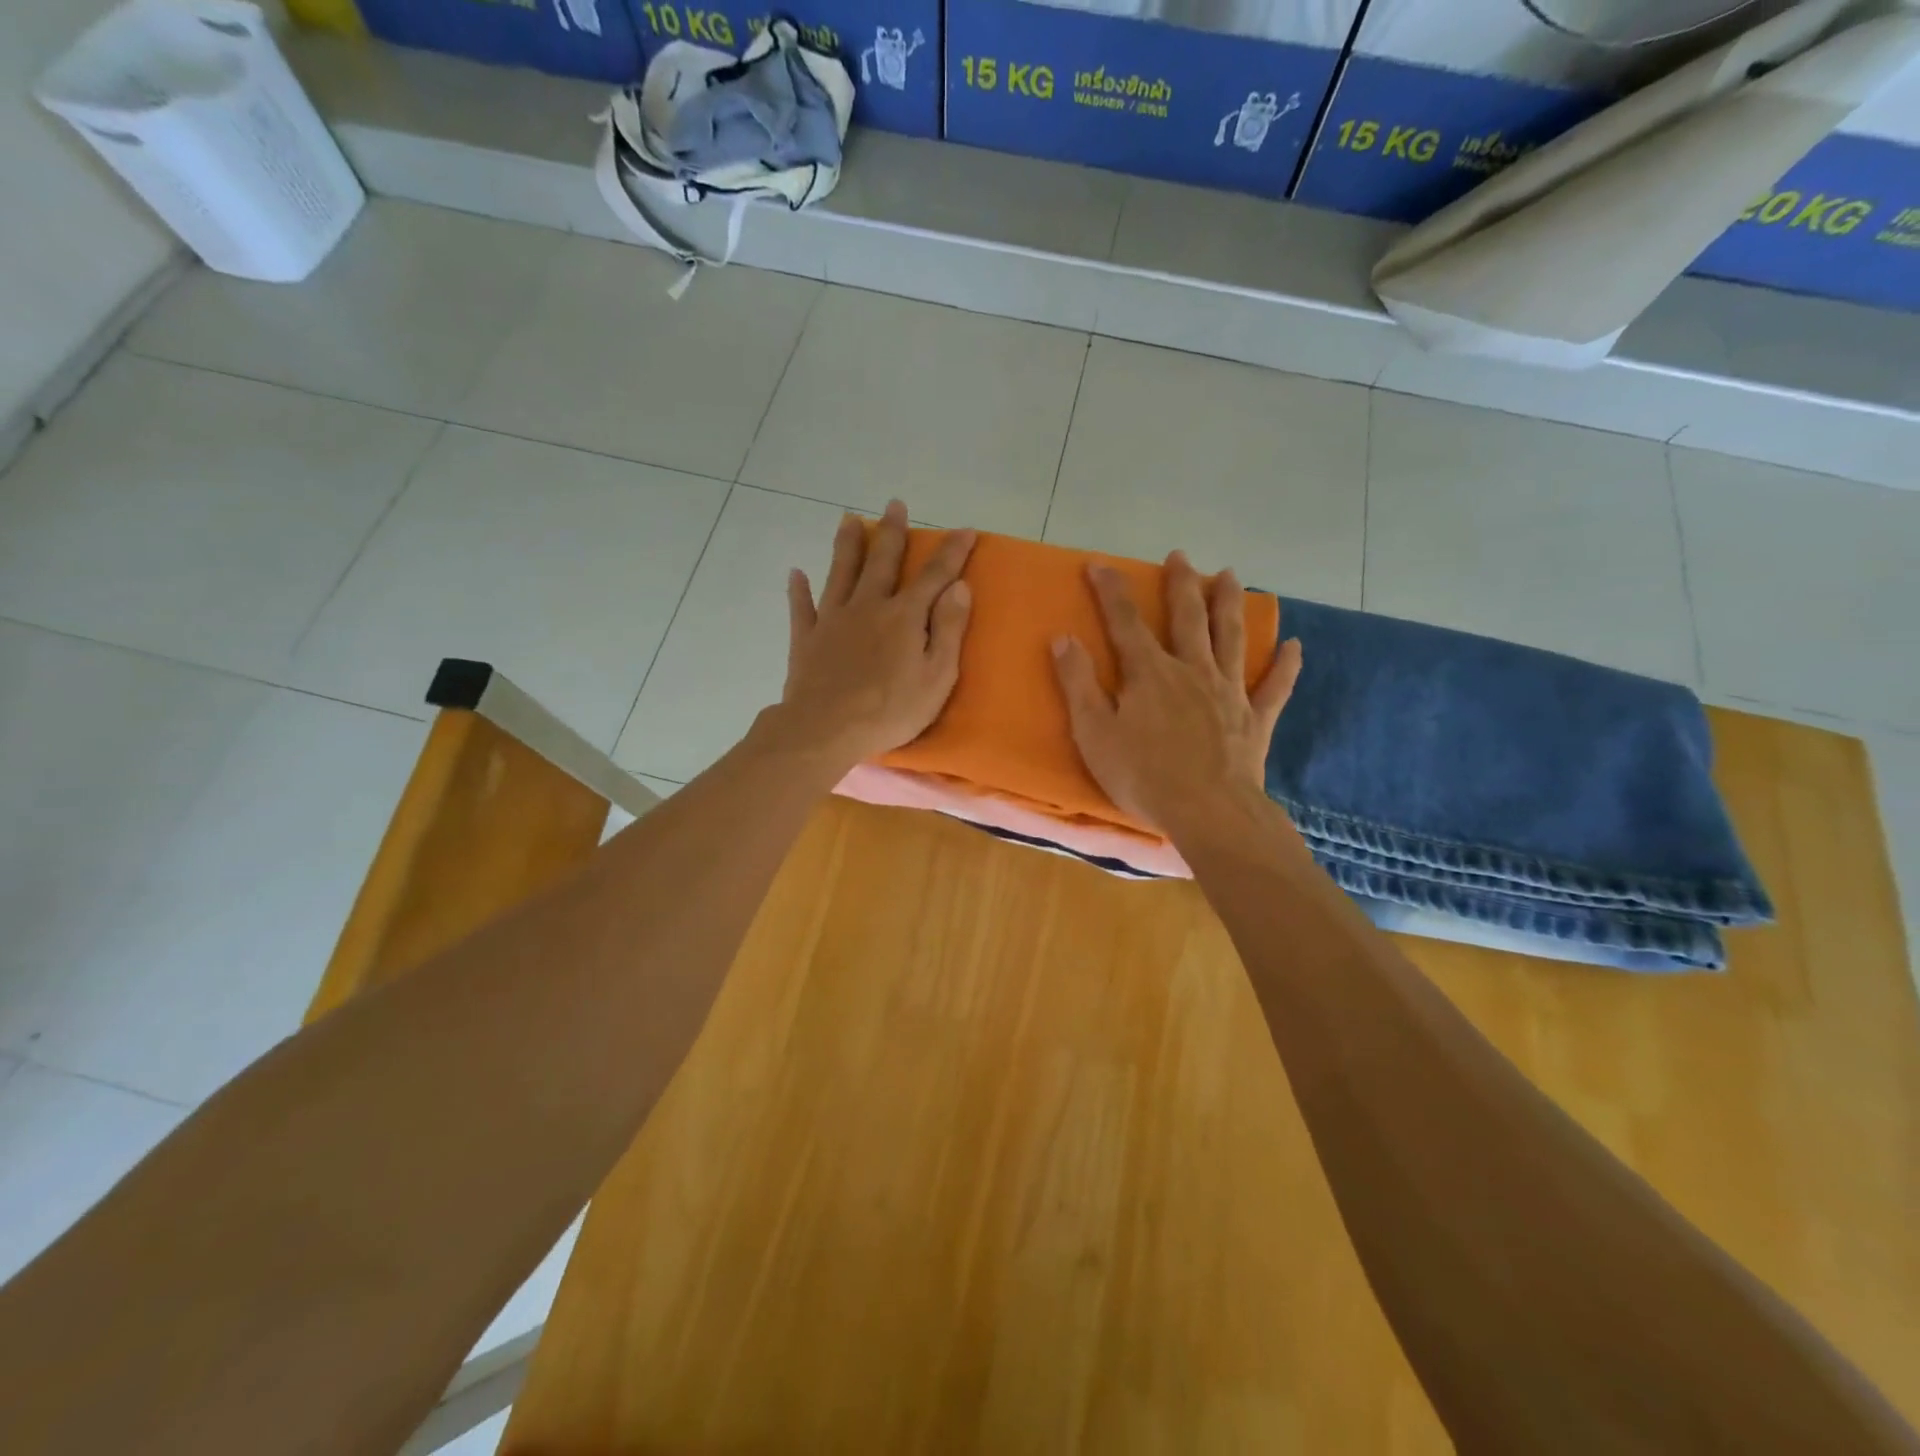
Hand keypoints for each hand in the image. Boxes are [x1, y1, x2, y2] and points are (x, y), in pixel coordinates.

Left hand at [775, 499, 976, 765]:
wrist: (826, 728)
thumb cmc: (890, 710)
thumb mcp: (937, 676)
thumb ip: (949, 629)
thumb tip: (959, 587)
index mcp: (904, 616)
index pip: (934, 576)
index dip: (952, 552)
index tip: (965, 530)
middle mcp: (868, 606)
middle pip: (882, 562)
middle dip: (892, 532)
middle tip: (895, 505)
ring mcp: (833, 619)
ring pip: (841, 572)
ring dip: (847, 545)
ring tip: (848, 519)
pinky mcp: (806, 638)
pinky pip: (801, 608)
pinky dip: (798, 590)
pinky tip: (796, 574)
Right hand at [1050, 551, 1301, 834]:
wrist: (1208, 811)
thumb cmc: (1142, 775)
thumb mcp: (1094, 732)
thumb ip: (1078, 683)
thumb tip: (1063, 638)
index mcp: (1150, 673)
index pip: (1126, 622)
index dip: (1110, 591)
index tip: (1099, 563)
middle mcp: (1192, 670)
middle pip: (1188, 618)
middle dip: (1181, 584)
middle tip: (1180, 556)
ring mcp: (1229, 692)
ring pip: (1231, 638)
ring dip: (1230, 604)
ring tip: (1230, 575)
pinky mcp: (1254, 719)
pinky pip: (1274, 687)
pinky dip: (1286, 667)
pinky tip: (1295, 646)